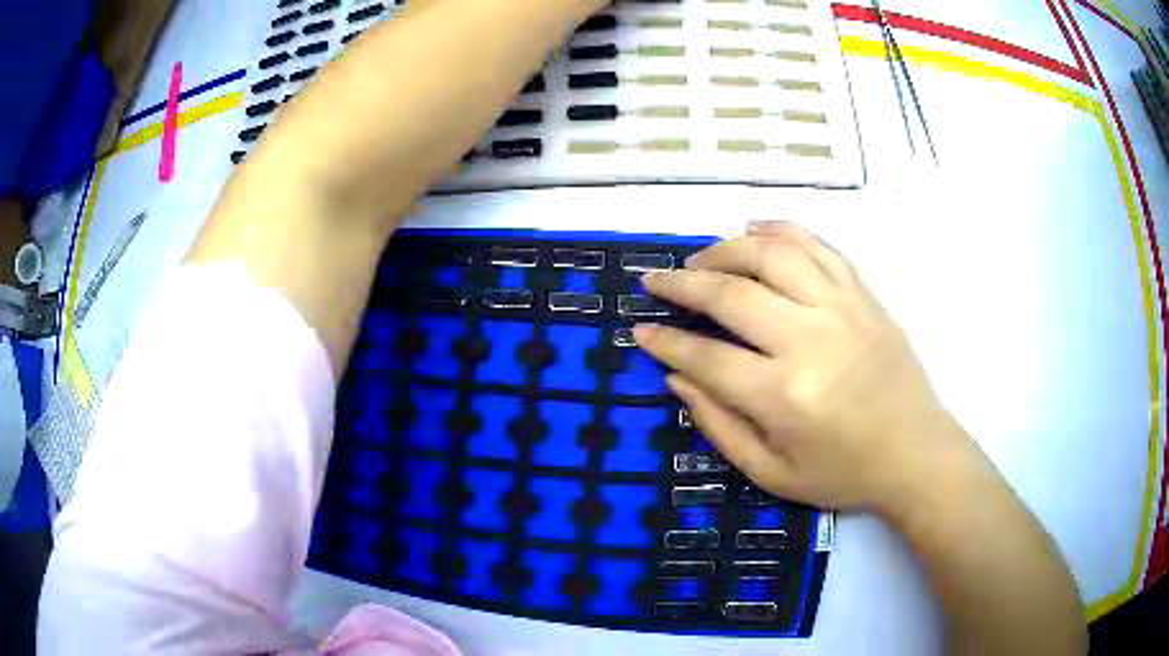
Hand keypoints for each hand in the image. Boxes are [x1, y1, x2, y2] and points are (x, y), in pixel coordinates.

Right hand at [635, 222, 964, 513]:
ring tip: (700, 258)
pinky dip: (782, 229)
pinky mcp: (863, 296)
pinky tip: (754, 227)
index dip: (666, 342)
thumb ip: (720, 426)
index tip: (641, 329)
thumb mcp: (772, 473)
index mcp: (784, 396)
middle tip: (656, 281)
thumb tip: (677, 379)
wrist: (917, 452)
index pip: (706, 357)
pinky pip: (819, 247)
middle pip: (732, 293)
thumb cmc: (844, 472)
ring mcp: (841, 309)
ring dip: (726, 248)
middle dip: (683, 284)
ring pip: (772, 255)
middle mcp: (809, 340)